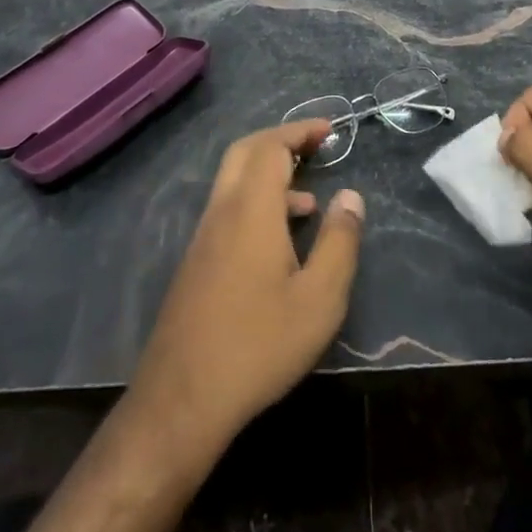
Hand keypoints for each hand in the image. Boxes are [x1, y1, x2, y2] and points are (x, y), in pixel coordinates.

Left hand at [131, 120, 363, 450]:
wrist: (181, 401)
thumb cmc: (258, 346)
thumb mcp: (319, 300)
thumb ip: (339, 242)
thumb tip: (350, 197)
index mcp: (250, 209)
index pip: (271, 146)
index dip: (300, 131)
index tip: (329, 129)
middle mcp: (222, 211)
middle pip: (246, 152)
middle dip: (281, 140)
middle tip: (315, 145)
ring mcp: (203, 236)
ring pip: (234, 181)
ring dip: (270, 174)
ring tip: (310, 202)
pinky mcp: (196, 261)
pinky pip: (228, 208)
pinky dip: (257, 201)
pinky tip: (281, 242)